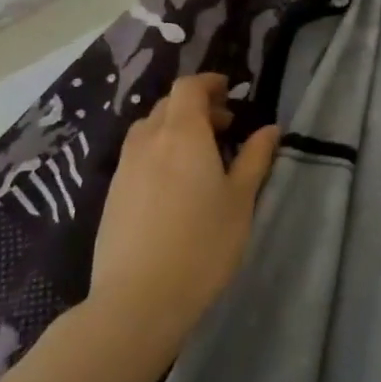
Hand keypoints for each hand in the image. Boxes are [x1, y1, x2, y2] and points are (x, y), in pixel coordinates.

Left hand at [86, 75, 278, 347]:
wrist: (139, 298)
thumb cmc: (203, 244)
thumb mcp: (241, 200)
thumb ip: (255, 158)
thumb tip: (268, 129)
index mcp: (183, 134)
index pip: (189, 88)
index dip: (209, 83)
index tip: (230, 92)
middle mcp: (148, 141)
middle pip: (167, 106)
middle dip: (195, 106)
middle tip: (223, 127)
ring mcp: (125, 168)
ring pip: (148, 130)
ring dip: (174, 129)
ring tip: (199, 155)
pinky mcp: (112, 195)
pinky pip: (137, 156)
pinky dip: (157, 152)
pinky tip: (174, 184)